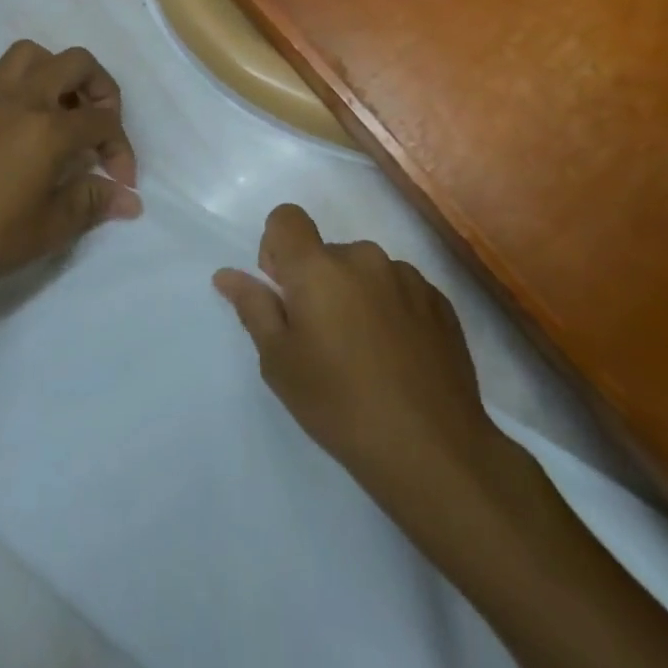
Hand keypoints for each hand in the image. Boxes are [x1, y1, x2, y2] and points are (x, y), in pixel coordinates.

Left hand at [0, 40, 139, 304]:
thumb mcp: (53, 227)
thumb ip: (94, 202)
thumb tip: (129, 200)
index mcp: (50, 128)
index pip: (103, 122)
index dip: (121, 149)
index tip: (121, 183)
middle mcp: (21, 99)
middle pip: (76, 63)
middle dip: (100, 88)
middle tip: (98, 126)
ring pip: (26, 54)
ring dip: (50, 71)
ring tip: (55, 106)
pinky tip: (0, 106)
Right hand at [213, 205, 514, 512]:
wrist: (433, 450)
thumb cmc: (340, 404)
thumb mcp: (280, 362)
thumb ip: (254, 308)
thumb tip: (227, 274)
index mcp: (318, 267)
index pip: (286, 218)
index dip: (277, 247)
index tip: (284, 294)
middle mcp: (364, 257)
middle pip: (326, 252)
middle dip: (318, 283)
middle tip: (324, 342)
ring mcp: (407, 277)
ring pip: (365, 272)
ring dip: (357, 297)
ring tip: (367, 356)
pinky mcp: (440, 301)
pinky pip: (400, 290)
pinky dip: (391, 311)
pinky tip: (399, 360)